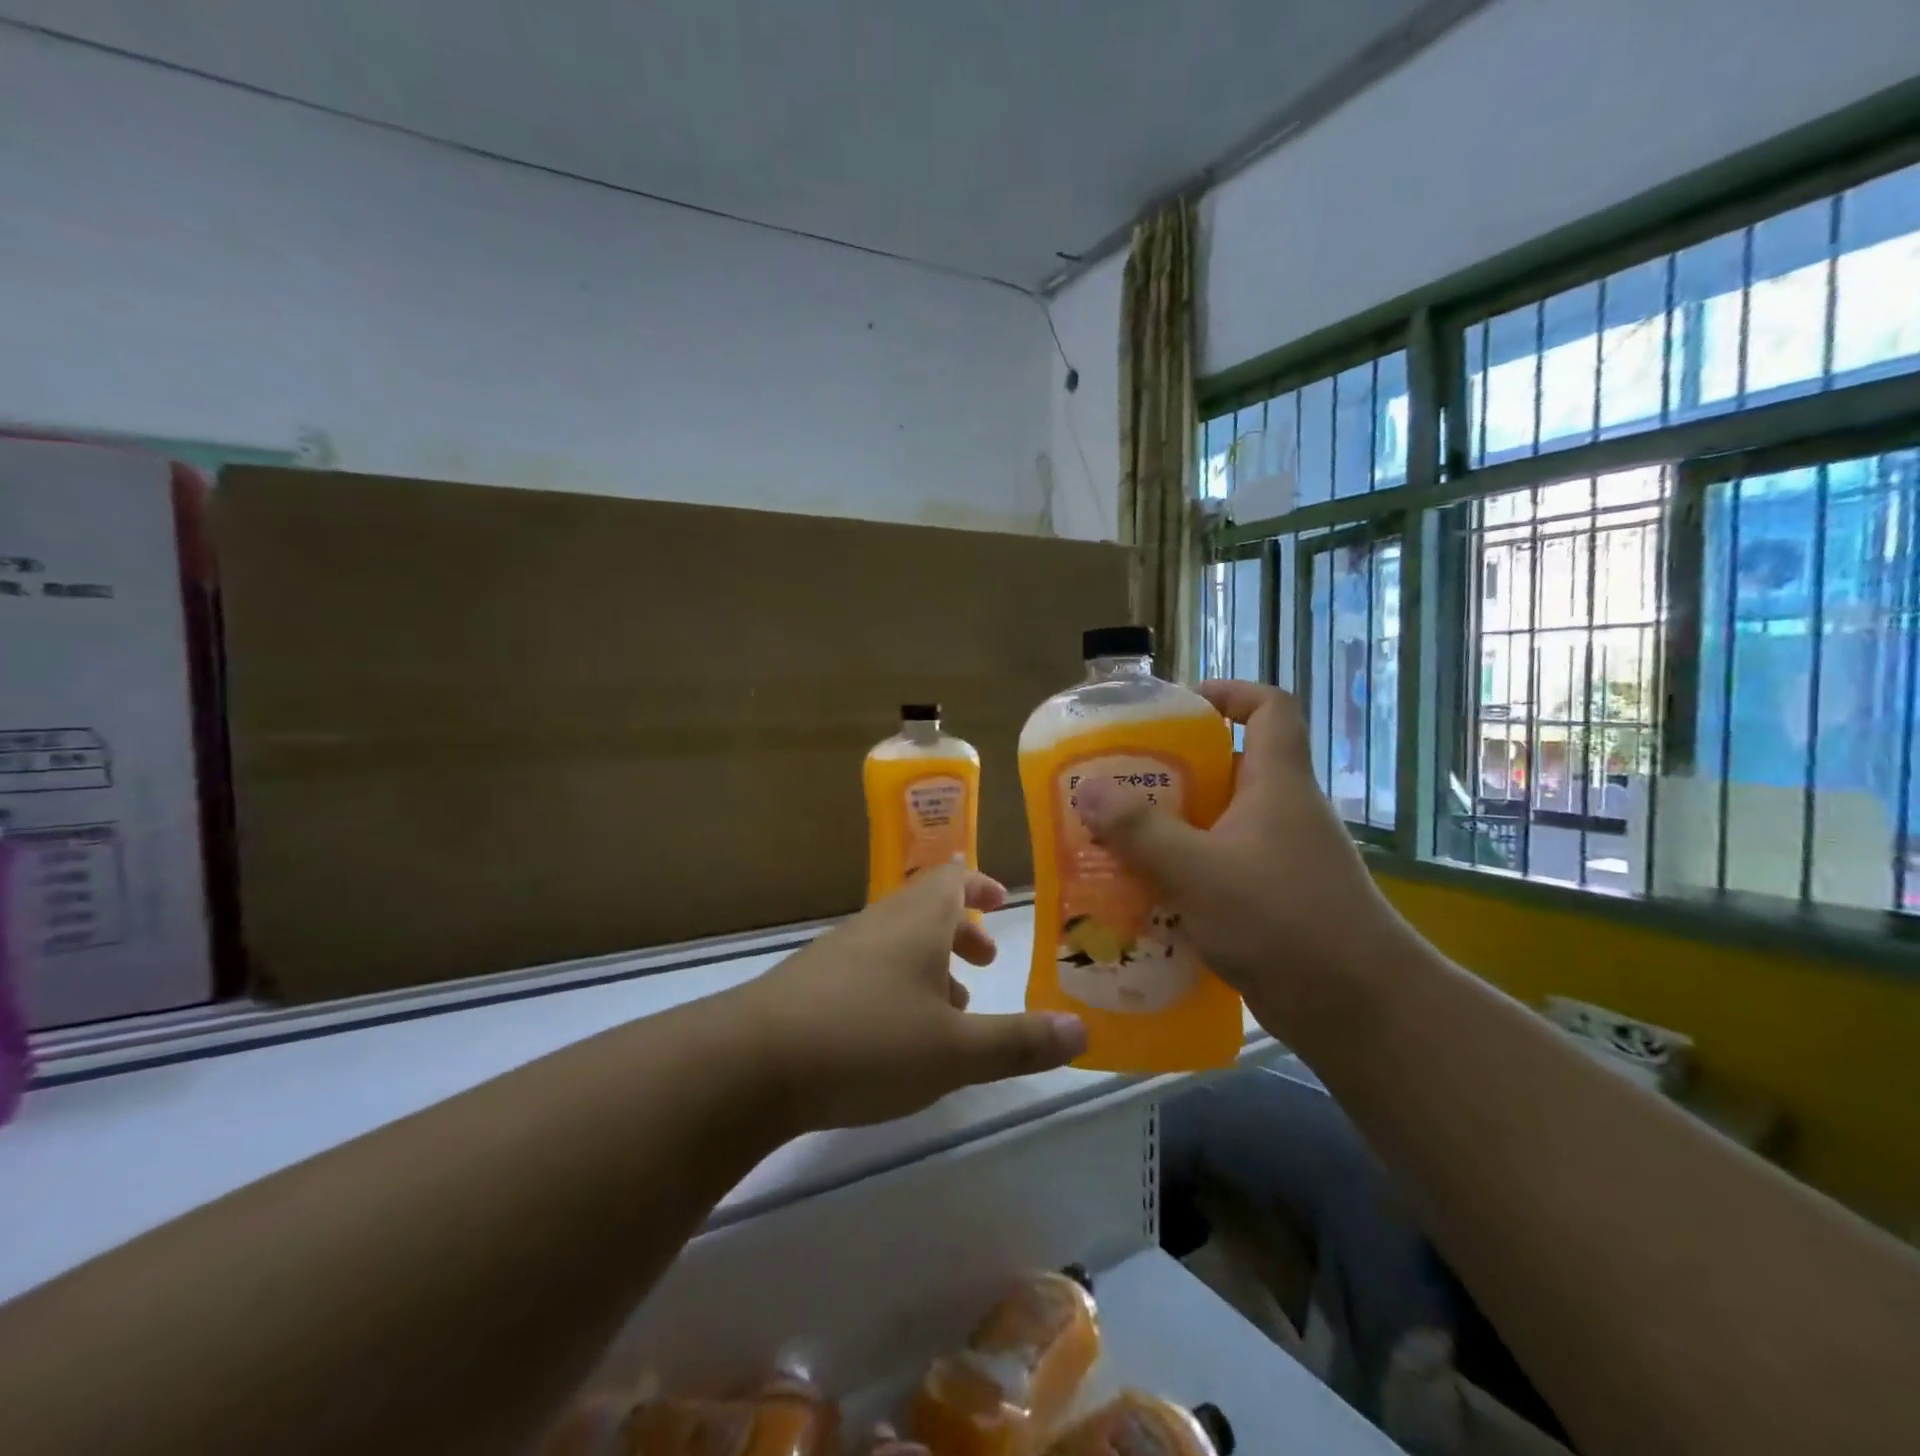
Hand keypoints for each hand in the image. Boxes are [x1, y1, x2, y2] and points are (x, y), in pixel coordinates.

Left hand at [736, 864, 1088, 1132]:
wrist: (752, 1063)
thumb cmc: (868, 1041)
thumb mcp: (956, 1051)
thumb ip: (1020, 1041)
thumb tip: (1082, 1031)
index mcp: (917, 920)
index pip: (954, 878)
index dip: (981, 885)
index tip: (1003, 902)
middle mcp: (879, 923)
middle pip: (926, 908)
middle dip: (961, 931)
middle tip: (985, 963)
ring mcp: (840, 951)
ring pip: (896, 942)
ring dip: (929, 965)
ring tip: (952, 1011)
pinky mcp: (812, 984)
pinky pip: (868, 969)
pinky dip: (896, 987)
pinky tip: (896, 1037)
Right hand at [1073, 680, 1420, 1034]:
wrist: (1359, 1011)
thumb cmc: (1283, 920)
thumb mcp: (1198, 869)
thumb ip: (1140, 830)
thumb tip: (1088, 789)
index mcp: (1277, 782)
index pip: (1270, 707)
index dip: (1228, 693)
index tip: (1177, 708)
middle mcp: (1281, 812)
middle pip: (1227, 768)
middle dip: (1171, 772)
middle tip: (1116, 785)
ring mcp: (1279, 859)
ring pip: (1216, 825)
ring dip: (1168, 830)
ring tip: (1113, 841)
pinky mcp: (1271, 901)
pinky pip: (1217, 870)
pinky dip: (1182, 874)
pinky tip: (1140, 895)